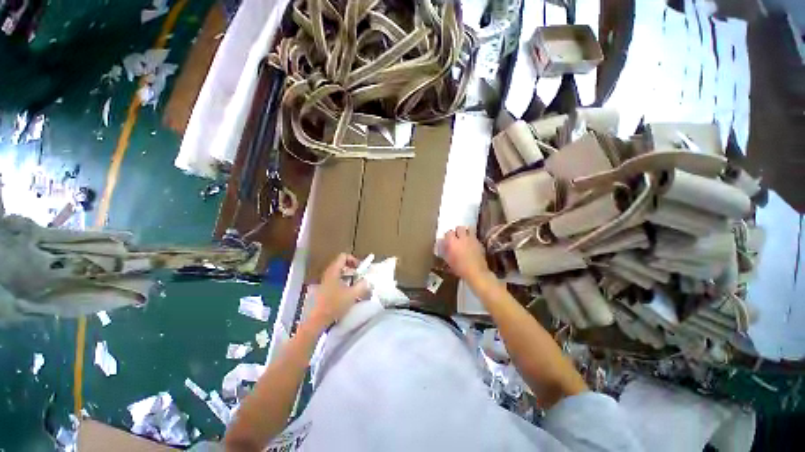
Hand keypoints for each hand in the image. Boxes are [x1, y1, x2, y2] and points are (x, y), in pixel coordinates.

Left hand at [307, 253, 368, 331]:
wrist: (318, 320)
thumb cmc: (335, 304)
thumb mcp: (352, 294)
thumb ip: (362, 285)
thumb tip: (367, 280)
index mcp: (334, 271)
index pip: (343, 256)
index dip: (354, 260)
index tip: (360, 269)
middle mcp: (328, 273)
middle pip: (341, 264)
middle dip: (352, 269)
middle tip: (360, 277)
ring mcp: (324, 281)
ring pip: (339, 273)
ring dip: (349, 276)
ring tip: (356, 285)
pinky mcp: (324, 289)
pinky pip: (335, 280)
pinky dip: (343, 282)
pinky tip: (348, 293)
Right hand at [441, 227, 489, 282]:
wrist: (476, 273)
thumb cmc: (459, 268)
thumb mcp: (448, 260)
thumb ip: (444, 250)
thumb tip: (442, 243)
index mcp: (452, 242)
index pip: (448, 232)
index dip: (448, 236)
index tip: (448, 240)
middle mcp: (462, 238)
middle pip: (459, 228)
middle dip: (458, 231)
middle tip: (457, 237)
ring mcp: (472, 239)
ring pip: (469, 229)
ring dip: (466, 232)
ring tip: (465, 238)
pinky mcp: (479, 243)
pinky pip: (475, 236)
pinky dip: (472, 238)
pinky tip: (471, 244)